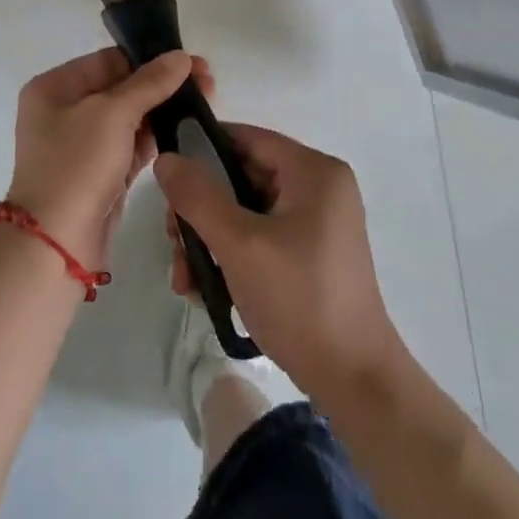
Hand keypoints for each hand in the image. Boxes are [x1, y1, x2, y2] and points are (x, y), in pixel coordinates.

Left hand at [7, 48, 209, 270]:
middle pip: (122, 87)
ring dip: (165, 110)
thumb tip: (181, 57)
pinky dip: (157, 137)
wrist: (56, 244)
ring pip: (130, 117)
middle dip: (163, 84)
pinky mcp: (101, 172)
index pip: (109, 60)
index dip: (151, 58)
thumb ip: (149, 83)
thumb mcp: (112, 114)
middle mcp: (65, 110)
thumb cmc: (77, 165)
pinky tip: (189, 129)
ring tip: (208, 102)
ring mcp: (83, 144)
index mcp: (55, 87)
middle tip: (208, 82)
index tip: (192, 61)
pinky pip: (132, 145)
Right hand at [157, 124, 405, 402]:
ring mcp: (316, 222)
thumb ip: (198, 196)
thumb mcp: (239, 244)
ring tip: (184, 278)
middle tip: (173, 241)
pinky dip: (230, 254)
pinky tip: (204, 287)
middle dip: (200, 210)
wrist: (353, 380)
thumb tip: (166, 158)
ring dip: (208, 238)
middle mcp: (319, 187)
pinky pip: (259, 236)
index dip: (202, 149)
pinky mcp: (309, 253)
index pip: (247, 138)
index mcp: (314, 172)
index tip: (166, 176)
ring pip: (244, 211)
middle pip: (241, 177)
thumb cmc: (299, 299)